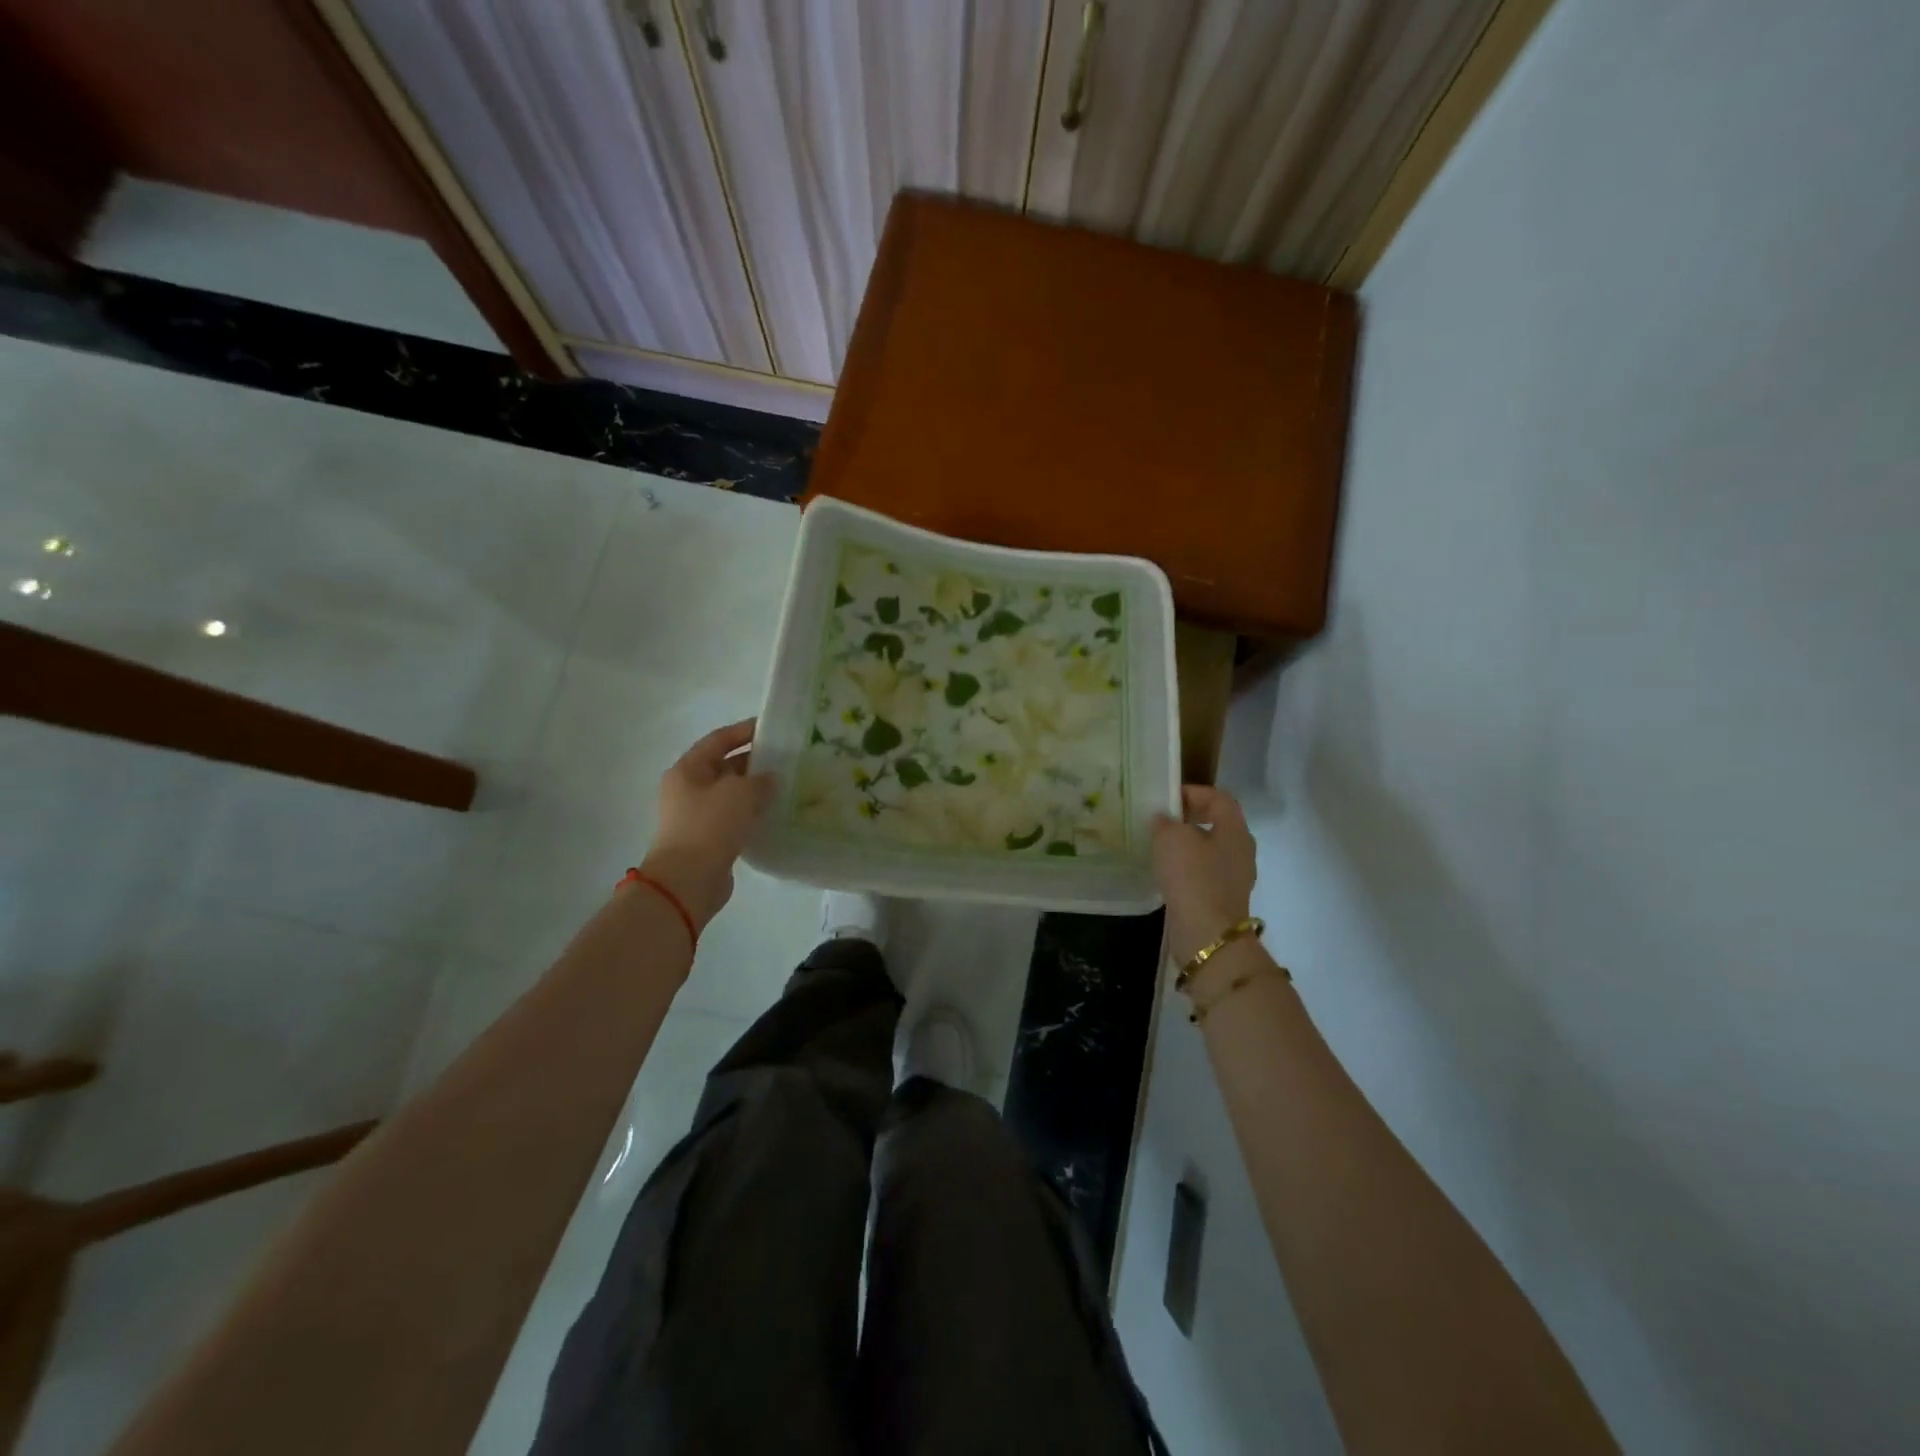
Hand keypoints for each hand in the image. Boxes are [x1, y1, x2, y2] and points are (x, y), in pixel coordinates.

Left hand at [637, 719, 776, 929]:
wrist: (687, 881)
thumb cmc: (709, 826)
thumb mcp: (740, 793)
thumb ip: (760, 780)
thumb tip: (770, 779)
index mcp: (687, 769)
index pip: (718, 740)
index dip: (743, 731)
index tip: (770, 727)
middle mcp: (688, 789)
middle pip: (724, 766)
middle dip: (753, 762)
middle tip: (786, 759)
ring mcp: (696, 816)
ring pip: (731, 794)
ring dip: (755, 790)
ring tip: (786, 786)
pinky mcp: (707, 839)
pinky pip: (733, 818)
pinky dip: (752, 813)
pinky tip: (774, 814)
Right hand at [1151, 785, 1257, 965]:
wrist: (1207, 933)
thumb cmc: (1192, 877)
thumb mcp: (1170, 838)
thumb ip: (1165, 822)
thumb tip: (1163, 819)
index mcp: (1235, 829)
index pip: (1219, 798)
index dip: (1194, 792)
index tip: (1167, 798)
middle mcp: (1242, 849)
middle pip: (1218, 822)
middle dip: (1191, 817)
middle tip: (1163, 819)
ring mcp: (1236, 875)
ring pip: (1212, 848)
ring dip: (1188, 843)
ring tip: (1161, 845)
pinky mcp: (1224, 897)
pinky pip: (1206, 871)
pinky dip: (1188, 866)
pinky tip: (1168, 872)